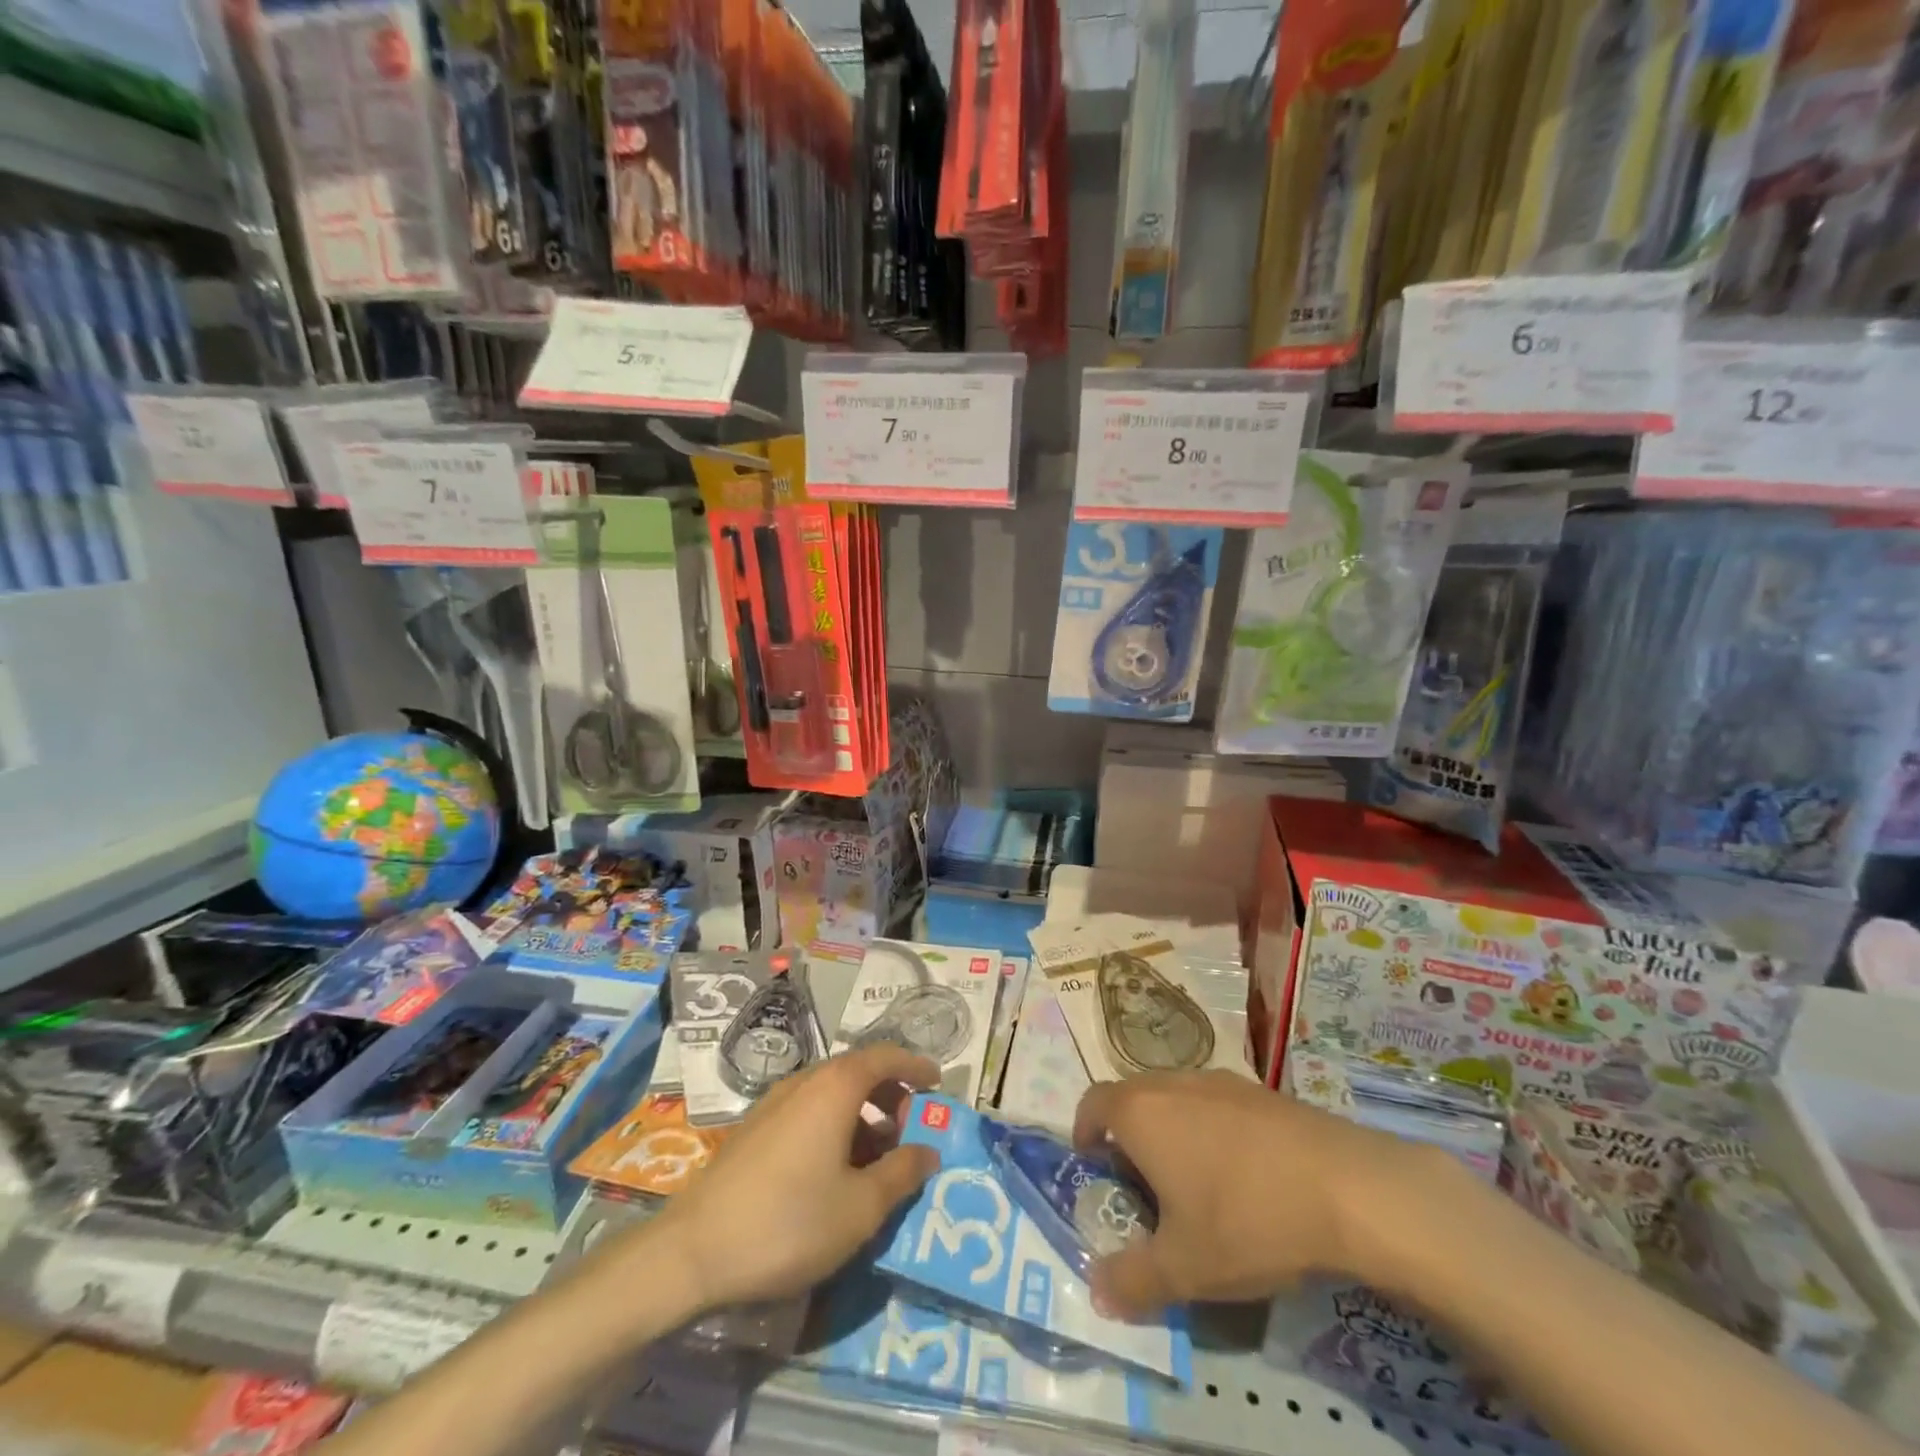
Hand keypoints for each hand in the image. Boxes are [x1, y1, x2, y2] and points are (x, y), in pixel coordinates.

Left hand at [649, 1046, 941, 1309]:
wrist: (692, 1251)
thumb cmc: (788, 1222)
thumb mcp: (860, 1207)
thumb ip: (901, 1174)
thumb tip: (928, 1151)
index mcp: (835, 1087)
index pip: (884, 1056)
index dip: (915, 1066)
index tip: (937, 1083)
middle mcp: (805, 1082)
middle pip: (857, 1072)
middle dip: (890, 1096)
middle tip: (910, 1130)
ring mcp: (773, 1104)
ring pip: (831, 1094)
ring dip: (862, 1116)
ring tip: (877, 1160)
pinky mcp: (754, 1130)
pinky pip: (808, 1112)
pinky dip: (834, 1127)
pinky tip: (835, 1173)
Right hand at [1072, 1071, 1407, 1319]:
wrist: (1348, 1187)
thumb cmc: (1248, 1220)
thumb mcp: (1185, 1269)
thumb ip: (1132, 1281)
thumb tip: (1097, 1291)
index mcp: (1141, 1112)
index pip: (1093, 1103)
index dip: (1085, 1131)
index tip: (1093, 1164)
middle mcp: (1172, 1083)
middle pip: (1134, 1098)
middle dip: (1129, 1136)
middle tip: (1143, 1185)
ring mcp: (1219, 1081)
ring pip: (1176, 1098)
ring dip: (1171, 1130)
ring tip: (1194, 1182)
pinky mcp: (1261, 1090)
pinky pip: (1216, 1103)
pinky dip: (1211, 1128)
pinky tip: (1243, 1174)